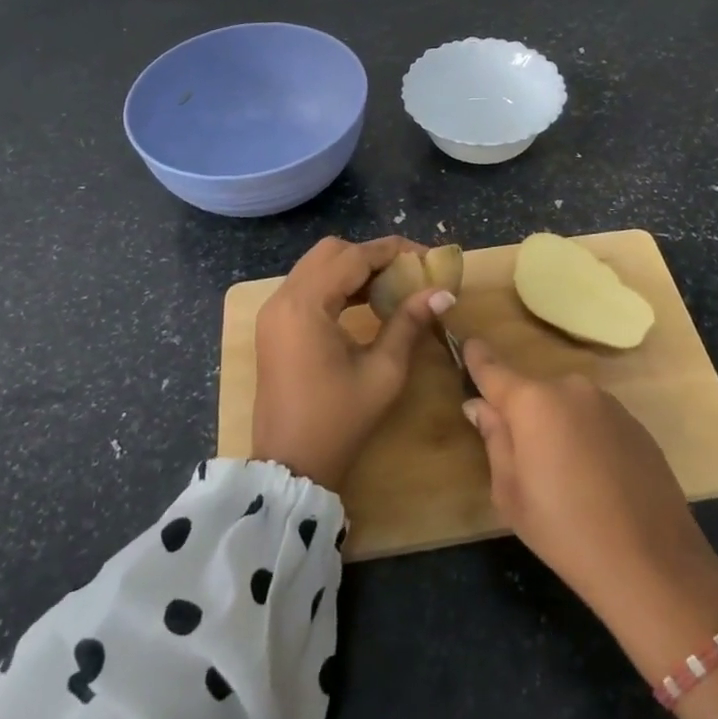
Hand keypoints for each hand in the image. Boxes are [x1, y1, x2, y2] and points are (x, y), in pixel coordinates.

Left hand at [252, 235, 453, 492]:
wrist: (290, 467)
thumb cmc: (339, 421)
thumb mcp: (383, 372)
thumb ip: (409, 323)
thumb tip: (444, 291)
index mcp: (306, 305)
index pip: (353, 257)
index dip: (392, 251)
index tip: (427, 256)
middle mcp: (283, 298)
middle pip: (330, 251)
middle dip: (371, 255)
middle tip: (407, 272)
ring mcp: (273, 311)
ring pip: (316, 265)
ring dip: (353, 268)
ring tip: (392, 286)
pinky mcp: (273, 325)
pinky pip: (307, 286)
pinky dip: (336, 285)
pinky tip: (365, 302)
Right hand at [461, 343, 717, 718]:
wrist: (651, 561)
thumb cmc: (564, 530)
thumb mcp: (510, 493)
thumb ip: (494, 439)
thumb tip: (480, 406)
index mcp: (533, 402)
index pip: (494, 370)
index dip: (478, 357)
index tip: (469, 343)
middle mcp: (570, 389)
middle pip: (533, 394)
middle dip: (524, 415)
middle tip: (525, 462)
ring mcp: (608, 403)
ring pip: (567, 407)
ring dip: (558, 428)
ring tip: (566, 478)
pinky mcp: (636, 423)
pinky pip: (596, 421)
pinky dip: (587, 439)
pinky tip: (597, 480)